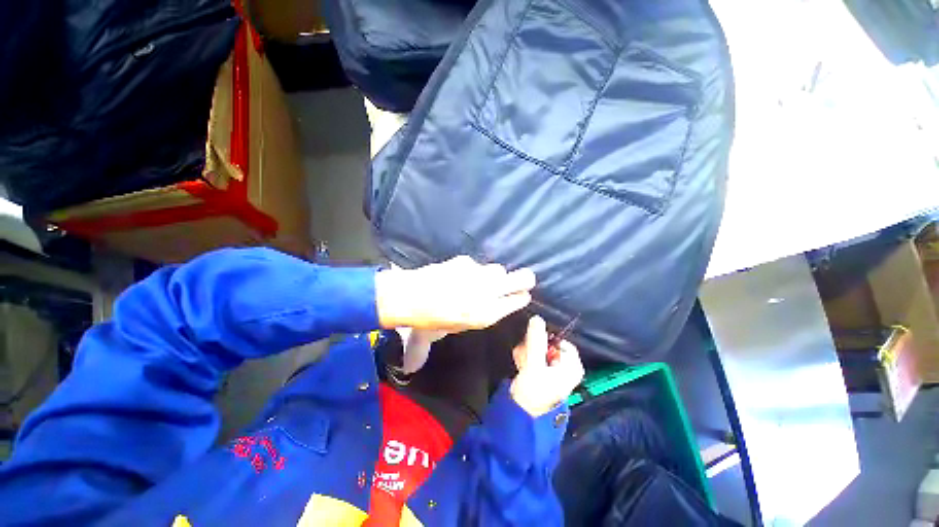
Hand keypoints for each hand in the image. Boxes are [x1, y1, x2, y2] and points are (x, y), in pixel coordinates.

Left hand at [375, 256, 535, 331]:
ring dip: (494, 275)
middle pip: (520, 279)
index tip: (524, 294)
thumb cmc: (431, 319)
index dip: (522, 297)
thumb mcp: (457, 327)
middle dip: (525, 279)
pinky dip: (473, 270)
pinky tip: (460, 275)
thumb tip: (491, 306)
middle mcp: (487, 293)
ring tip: (480, 279)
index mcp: (485, 314)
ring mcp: (477, 274)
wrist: (409, 297)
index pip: (516, 301)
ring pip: (498, 269)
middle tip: (526, 278)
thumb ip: (478, 315)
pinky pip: (476, 265)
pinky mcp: (465, 261)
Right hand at [510, 316, 584, 416]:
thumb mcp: (535, 363)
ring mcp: (553, 370)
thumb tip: (537, 318)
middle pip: (548, 345)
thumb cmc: (535, 391)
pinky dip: (526, 358)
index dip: (546, 339)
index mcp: (571, 365)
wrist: (523, 416)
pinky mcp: (542, 373)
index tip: (533, 342)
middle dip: (532, 347)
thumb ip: (535, 340)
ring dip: (527, 352)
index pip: (560, 341)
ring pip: (539, 350)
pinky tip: (520, 364)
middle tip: (524, 353)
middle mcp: (565, 367)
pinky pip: (534, 357)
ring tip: (521, 361)